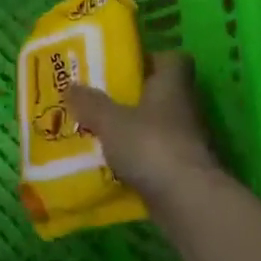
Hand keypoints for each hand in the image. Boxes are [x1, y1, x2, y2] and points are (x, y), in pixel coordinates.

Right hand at [65, 52, 220, 203]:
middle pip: (161, 94)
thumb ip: (90, 103)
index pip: (172, 59)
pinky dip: (138, 160)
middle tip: (100, 101)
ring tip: (100, 134)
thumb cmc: (150, 144)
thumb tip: (71, 87)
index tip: (125, 67)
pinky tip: (112, 166)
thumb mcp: (110, 120)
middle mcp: (185, 108)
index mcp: (172, 84)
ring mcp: (188, 141)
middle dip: (133, 98)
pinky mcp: (184, 171)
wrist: (187, 200)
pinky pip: (156, 157)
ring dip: (134, 131)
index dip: (151, 59)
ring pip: (157, 127)